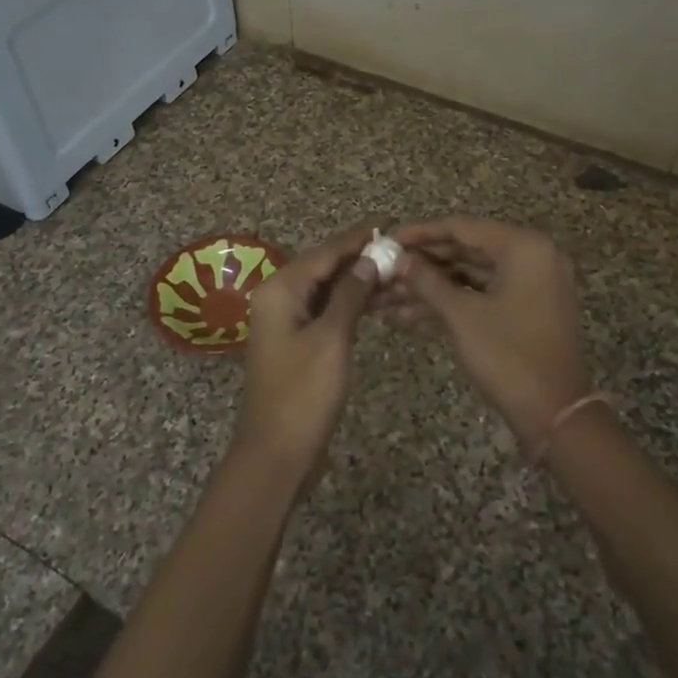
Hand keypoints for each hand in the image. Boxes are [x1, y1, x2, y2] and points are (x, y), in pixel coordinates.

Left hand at [236, 223, 380, 476]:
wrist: (277, 452)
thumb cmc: (303, 393)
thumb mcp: (332, 339)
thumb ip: (350, 295)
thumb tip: (370, 260)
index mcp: (280, 290)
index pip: (324, 253)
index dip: (356, 239)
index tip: (388, 225)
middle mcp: (279, 298)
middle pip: (324, 267)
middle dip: (360, 258)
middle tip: (399, 250)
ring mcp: (287, 321)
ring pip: (327, 290)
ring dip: (358, 282)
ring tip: (397, 273)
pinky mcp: (297, 342)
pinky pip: (326, 311)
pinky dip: (350, 305)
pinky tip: (377, 301)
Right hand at [389, 218, 593, 453]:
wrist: (555, 413)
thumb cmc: (509, 355)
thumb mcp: (462, 315)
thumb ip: (427, 281)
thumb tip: (397, 259)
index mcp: (523, 248)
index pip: (462, 228)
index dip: (421, 233)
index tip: (387, 239)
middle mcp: (530, 258)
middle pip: (466, 250)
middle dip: (422, 264)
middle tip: (384, 268)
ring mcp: (529, 286)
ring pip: (470, 276)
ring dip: (430, 287)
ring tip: (387, 296)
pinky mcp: (523, 311)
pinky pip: (481, 296)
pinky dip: (450, 303)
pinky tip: (408, 316)